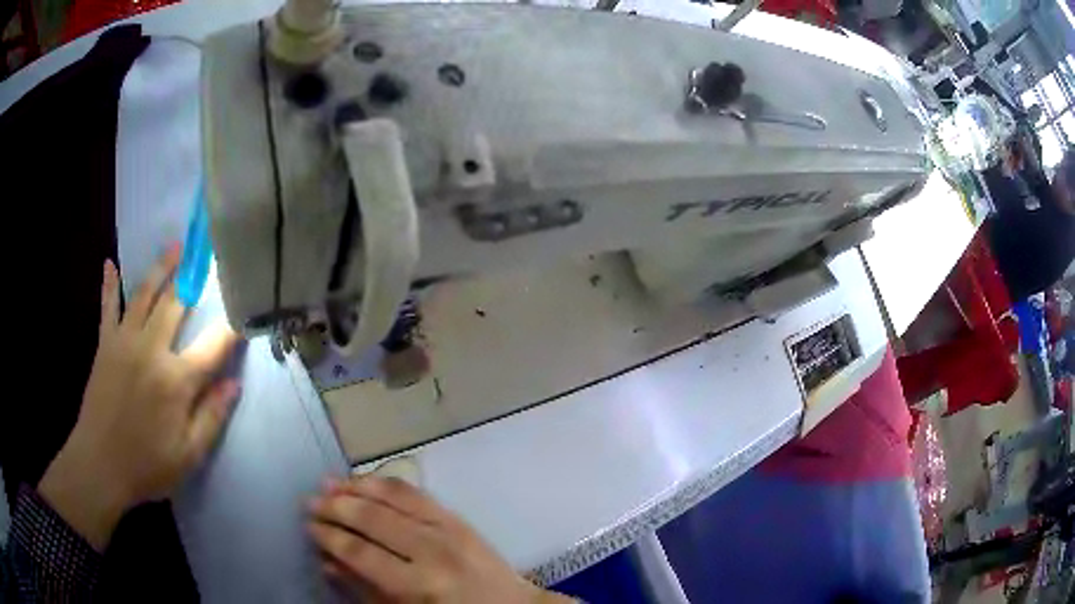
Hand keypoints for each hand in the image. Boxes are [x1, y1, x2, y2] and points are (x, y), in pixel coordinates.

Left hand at [39, 247, 240, 549]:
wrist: (100, 465)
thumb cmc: (147, 466)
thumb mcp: (188, 455)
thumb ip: (212, 417)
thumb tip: (234, 384)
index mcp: (176, 381)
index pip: (212, 346)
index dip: (231, 327)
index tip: (245, 310)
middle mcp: (151, 350)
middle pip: (175, 305)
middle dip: (193, 278)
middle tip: (206, 252)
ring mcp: (124, 342)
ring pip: (144, 295)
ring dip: (161, 268)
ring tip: (174, 246)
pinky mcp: (105, 344)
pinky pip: (108, 307)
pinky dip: (109, 285)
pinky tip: (109, 265)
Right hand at [308, 476, 572, 603]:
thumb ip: (364, 590)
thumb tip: (327, 562)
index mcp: (418, 584)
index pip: (360, 552)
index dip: (330, 537)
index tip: (308, 526)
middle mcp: (432, 549)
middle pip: (373, 518)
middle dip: (336, 507)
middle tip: (310, 501)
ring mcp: (448, 528)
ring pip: (392, 496)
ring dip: (356, 487)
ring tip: (329, 483)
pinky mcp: (458, 516)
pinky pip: (416, 492)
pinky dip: (386, 483)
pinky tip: (366, 480)